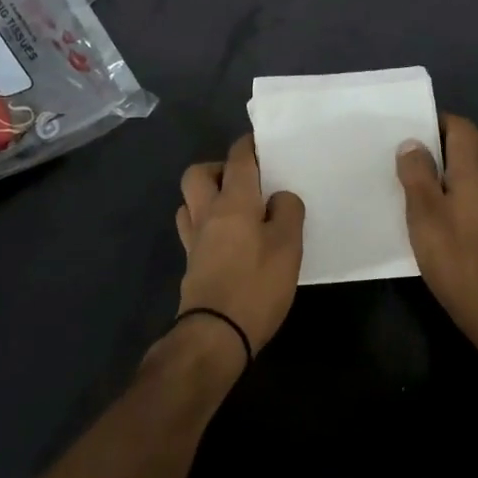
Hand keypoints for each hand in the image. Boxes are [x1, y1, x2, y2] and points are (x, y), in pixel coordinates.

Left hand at [174, 135, 304, 356]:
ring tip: (234, 208)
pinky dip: (205, 223)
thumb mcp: (288, 246)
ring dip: (206, 196)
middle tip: (244, 180)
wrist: (215, 335)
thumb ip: (287, 212)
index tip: (260, 142)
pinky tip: (227, 238)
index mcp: (233, 201)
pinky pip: (192, 228)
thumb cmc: (256, 285)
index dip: (248, 145)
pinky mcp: (191, 263)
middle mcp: (207, 212)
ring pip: (189, 201)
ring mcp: (194, 239)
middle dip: (217, 168)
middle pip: (198, 174)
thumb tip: (279, 197)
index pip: (237, 158)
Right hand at [397, 113, 477, 360]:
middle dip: (465, 139)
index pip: (463, 128)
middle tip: (434, 156)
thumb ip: (417, 175)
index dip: (441, 123)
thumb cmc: (456, 258)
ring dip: (474, 163)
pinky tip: (456, 208)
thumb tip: (412, 143)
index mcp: (476, 170)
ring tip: (443, 180)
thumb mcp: (424, 214)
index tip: (415, 133)